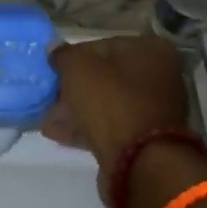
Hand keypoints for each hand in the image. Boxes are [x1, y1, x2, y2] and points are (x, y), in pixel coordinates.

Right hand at [42, 36, 192, 191]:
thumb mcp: (78, 68)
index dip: (74, 57)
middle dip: (74, 87)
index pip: (103, 45)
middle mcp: (160, 77)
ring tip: (46, 117)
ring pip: (106, 103)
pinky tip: (57, 133)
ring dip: (76, 109)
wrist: (139, 162)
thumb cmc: (111, 101)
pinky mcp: (145, 139)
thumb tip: (54, 48)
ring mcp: (154, 110)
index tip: (54, 70)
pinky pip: (110, 126)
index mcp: (151, 50)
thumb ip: (63, 55)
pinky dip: (85, 127)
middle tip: (48, 95)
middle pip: (106, 77)